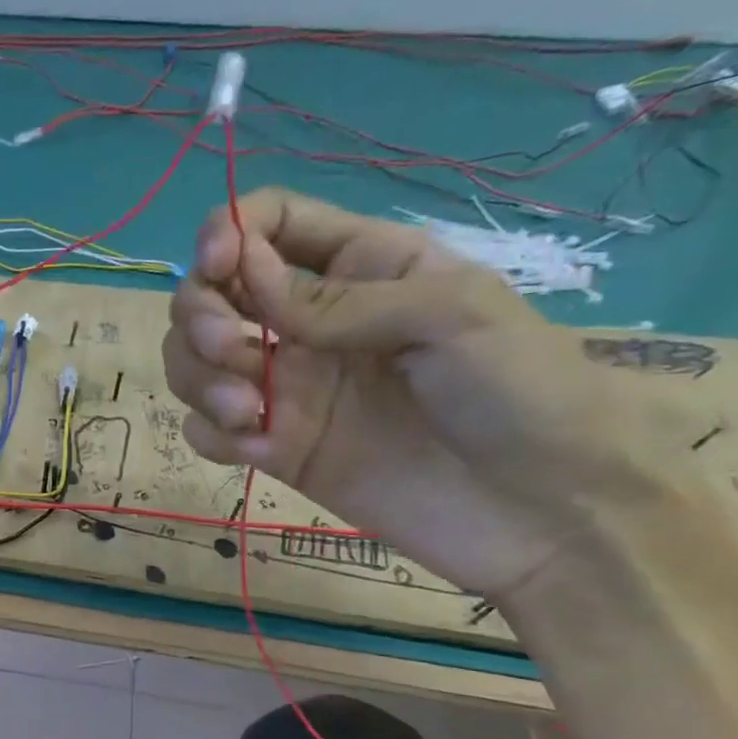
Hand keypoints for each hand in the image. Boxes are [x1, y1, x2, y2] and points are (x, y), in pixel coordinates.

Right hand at [163, 189, 670, 601]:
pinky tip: (258, 448)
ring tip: (246, 413)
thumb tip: (244, 277)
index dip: (229, 230)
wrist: (544, 515)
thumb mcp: (452, 317)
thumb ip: (341, 298)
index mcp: (359, 267)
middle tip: (230, 351)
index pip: (270, 224)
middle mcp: (308, 321)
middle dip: (200, 313)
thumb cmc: (523, 393)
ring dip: (199, 378)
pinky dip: (212, 432)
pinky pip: (205, 428)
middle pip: (212, 292)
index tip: (220, 266)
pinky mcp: (273, 446)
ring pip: (193, 360)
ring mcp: (286, 387)